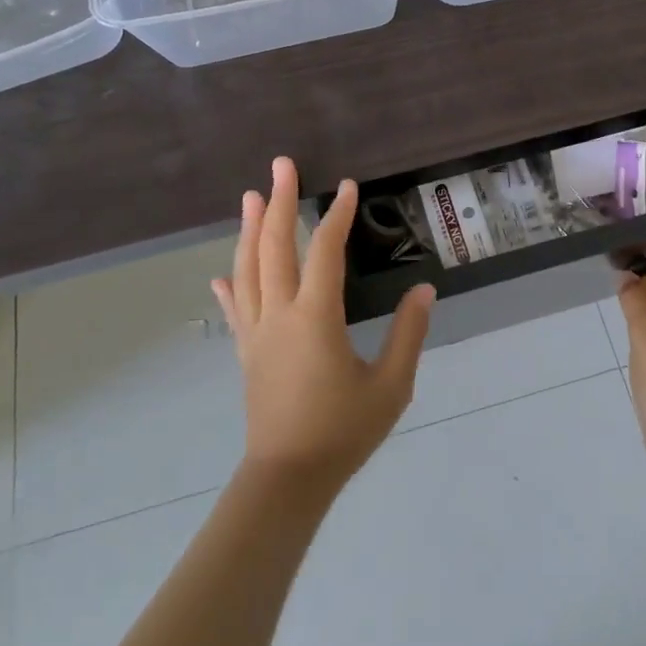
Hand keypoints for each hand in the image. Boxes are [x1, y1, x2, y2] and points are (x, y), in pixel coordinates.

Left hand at [212, 157, 434, 490]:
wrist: (288, 479)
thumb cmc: (343, 431)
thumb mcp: (391, 385)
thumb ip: (408, 333)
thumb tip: (424, 290)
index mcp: (315, 318)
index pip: (325, 253)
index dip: (336, 216)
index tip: (347, 187)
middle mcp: (279, 315)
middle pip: (275, 247)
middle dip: (279, 202)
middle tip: (281, 166)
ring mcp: (256, 333)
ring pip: (248, 270)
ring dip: (251, 231)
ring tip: (252, 198)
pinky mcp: (247, 354)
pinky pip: (235, 311)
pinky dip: (229, 287)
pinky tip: (221, 275)